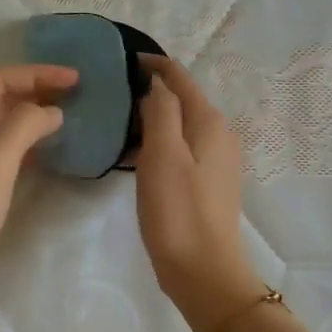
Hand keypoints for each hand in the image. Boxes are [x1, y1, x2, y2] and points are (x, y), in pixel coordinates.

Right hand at [134, 56, 261, 331]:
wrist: (204, 271)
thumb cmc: (178, 210)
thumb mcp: (162, 154)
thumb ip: (160, 110)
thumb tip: (157, 84)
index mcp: (208, 121)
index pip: (179, 78)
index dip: (153, 65)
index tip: (122, 60)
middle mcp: (219, 134)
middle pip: (182, 99)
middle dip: (151, 90)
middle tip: (112, 92)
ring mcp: (216, 160)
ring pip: (180, 125)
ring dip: (152, 118)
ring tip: (117, 122)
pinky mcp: (208, 182)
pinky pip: (180, 148)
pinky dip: (158, 142)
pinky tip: (135, 156)